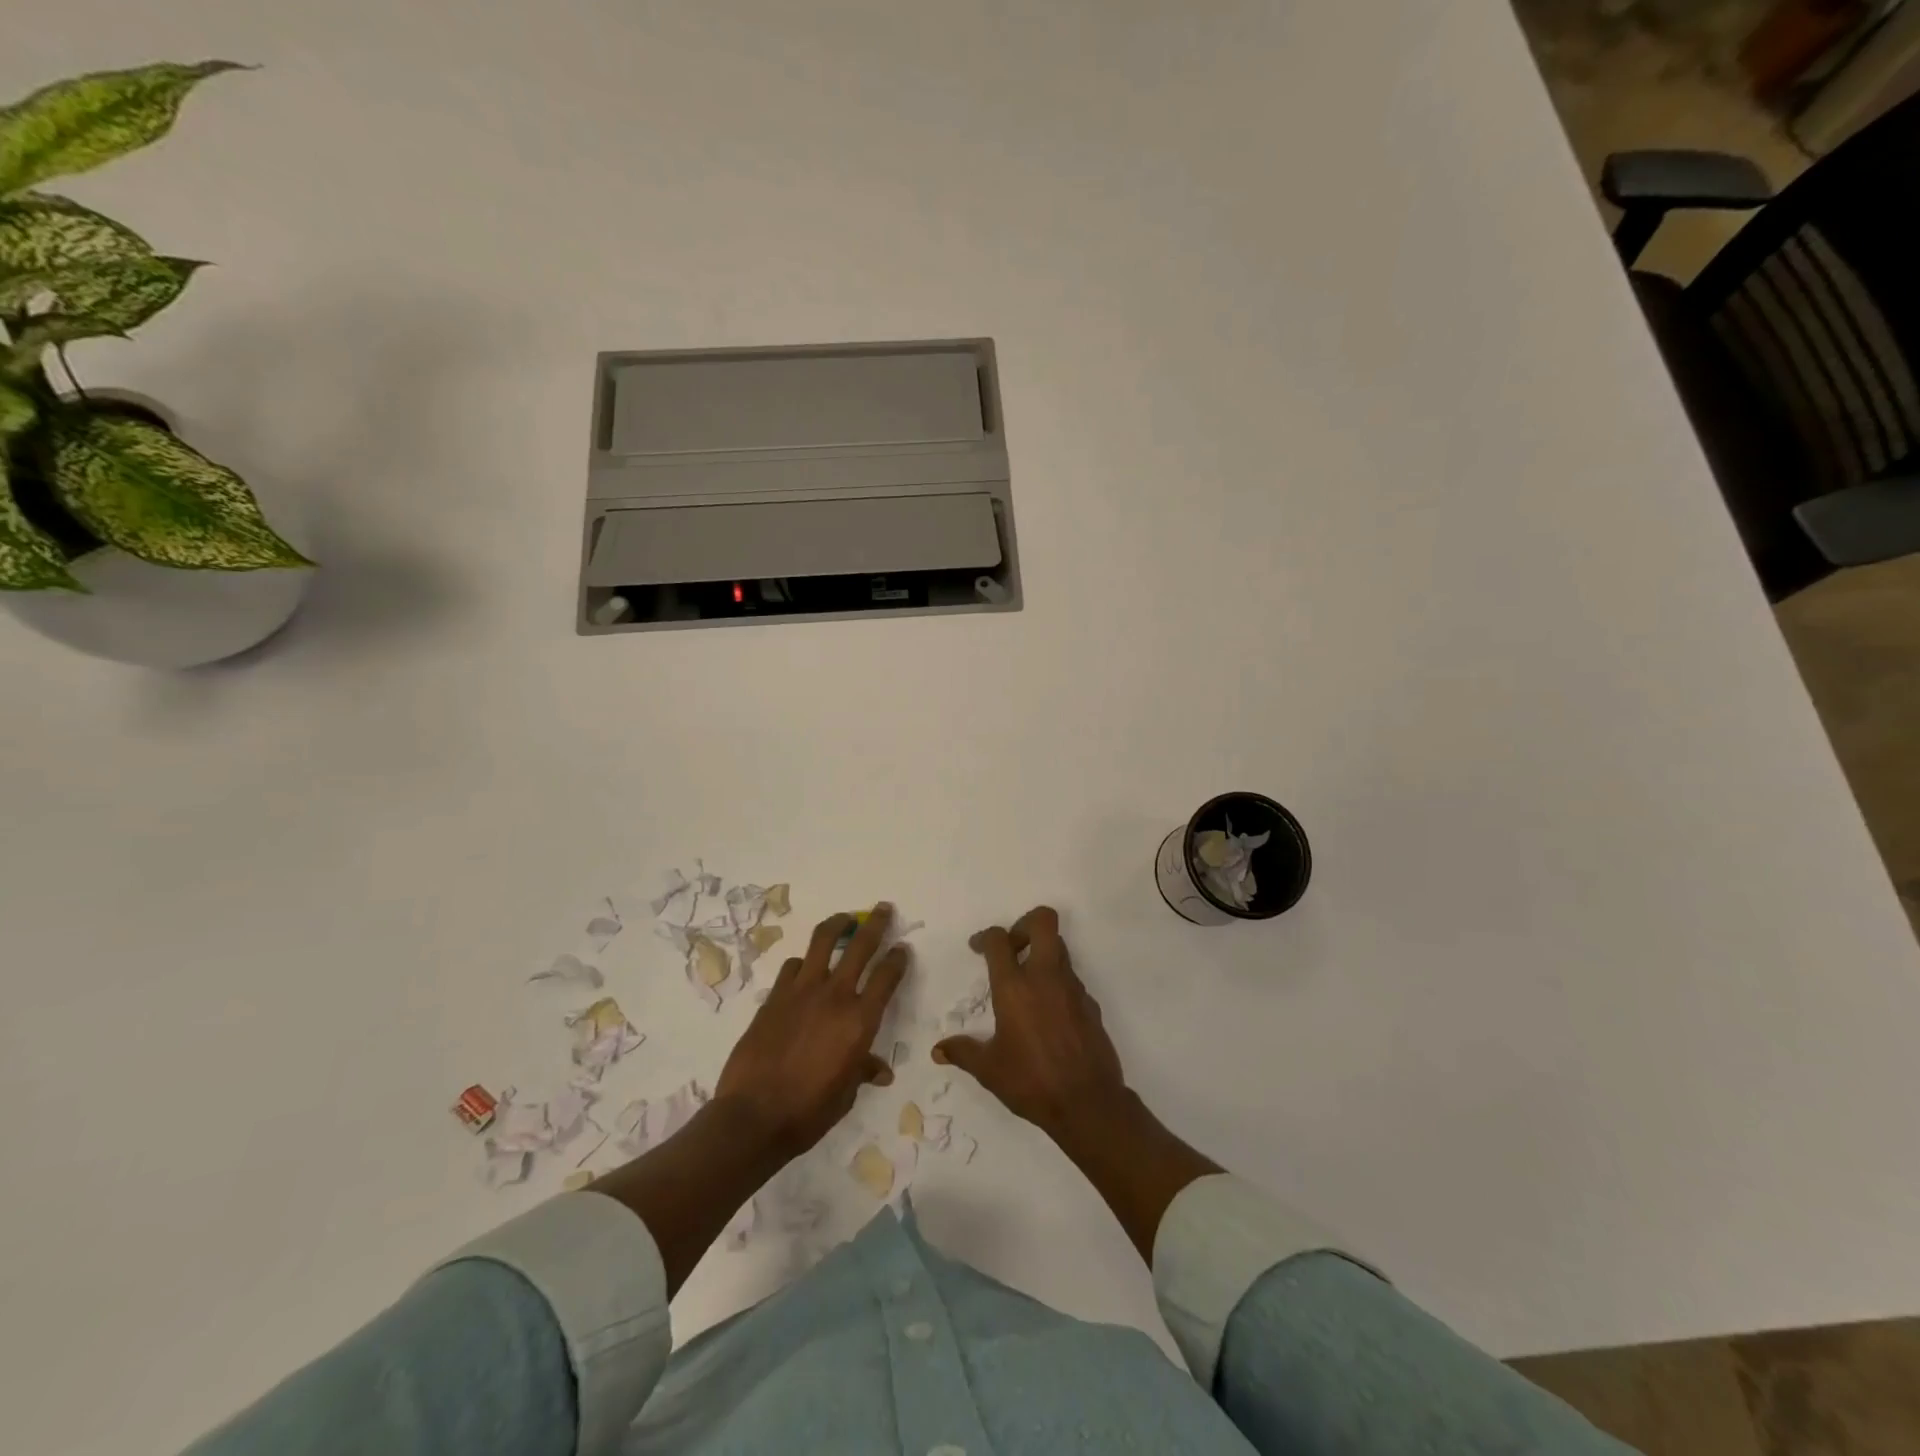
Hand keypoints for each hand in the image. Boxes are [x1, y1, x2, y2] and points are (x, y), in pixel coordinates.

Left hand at [715, 904, 907, 1160]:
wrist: (753, 1116)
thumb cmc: (808, 1112)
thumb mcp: (846, 1094)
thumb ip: (862, 1071)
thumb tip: (880, 1072)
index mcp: (860, 1021)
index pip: (886, 977)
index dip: (897, 958)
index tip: (902, 948)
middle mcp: (835, 996)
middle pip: (860, 946)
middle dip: (875, 923)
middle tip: (883, 909)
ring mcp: (801, 991)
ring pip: (822, 941)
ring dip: (837, 925)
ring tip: (844, 919)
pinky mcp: (774, 996)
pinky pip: (792, 966)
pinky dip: (802, 963)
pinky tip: (804, 968)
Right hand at [933, 906, 1128, 1142]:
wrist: (1088, 1103)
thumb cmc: (1032, 1082)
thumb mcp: (989, 1070)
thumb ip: (963, 1053)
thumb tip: (938, 1050)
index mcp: (1015, 987)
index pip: (999, 939)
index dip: (986, 937)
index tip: (978, 949)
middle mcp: (1046, 977)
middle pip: (1043, 921)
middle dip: (1024, 924)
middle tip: (1012, 948)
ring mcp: (1073, 988)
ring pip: (1060, 948)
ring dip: (1042, 954)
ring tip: (1027, 984)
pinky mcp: (1091, 1004)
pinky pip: (1072, 979)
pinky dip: (1057, 984)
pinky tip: (1048, 1014)